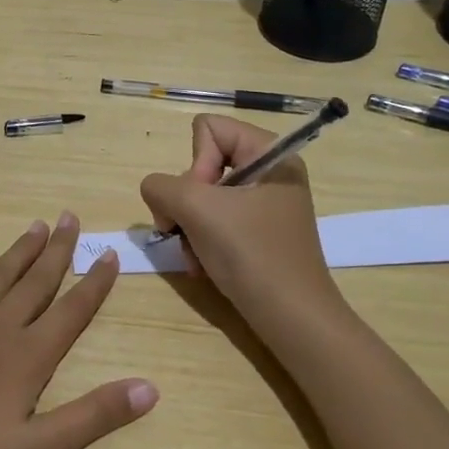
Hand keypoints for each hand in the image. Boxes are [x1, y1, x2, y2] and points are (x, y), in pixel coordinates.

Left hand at [0, 214, 156, 448]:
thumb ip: (92, 418)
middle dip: (58, 250)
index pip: (71, 310)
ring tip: (37, 225)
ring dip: (20, 250)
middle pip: (34, 281)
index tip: (108, 252)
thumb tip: (150, 388)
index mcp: (25, 358)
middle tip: (71, 217)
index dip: (94, 282)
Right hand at [138, 115, 339, 327]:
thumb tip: (157, 193)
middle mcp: (269, 173)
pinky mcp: (257, 234)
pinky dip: (202, 243)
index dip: (195, 163)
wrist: (291, 319)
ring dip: (189, 228)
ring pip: (203, 197)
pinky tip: (204, 267)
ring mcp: (264, 205)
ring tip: (195, 257)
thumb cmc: (251, 254)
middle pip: (202, 164)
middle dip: (187, 202)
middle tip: (188, 231)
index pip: (208, 129)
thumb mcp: (196, 209)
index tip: (202, 200)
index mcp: (270, 154)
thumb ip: (161, 186)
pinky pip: (215, 222)